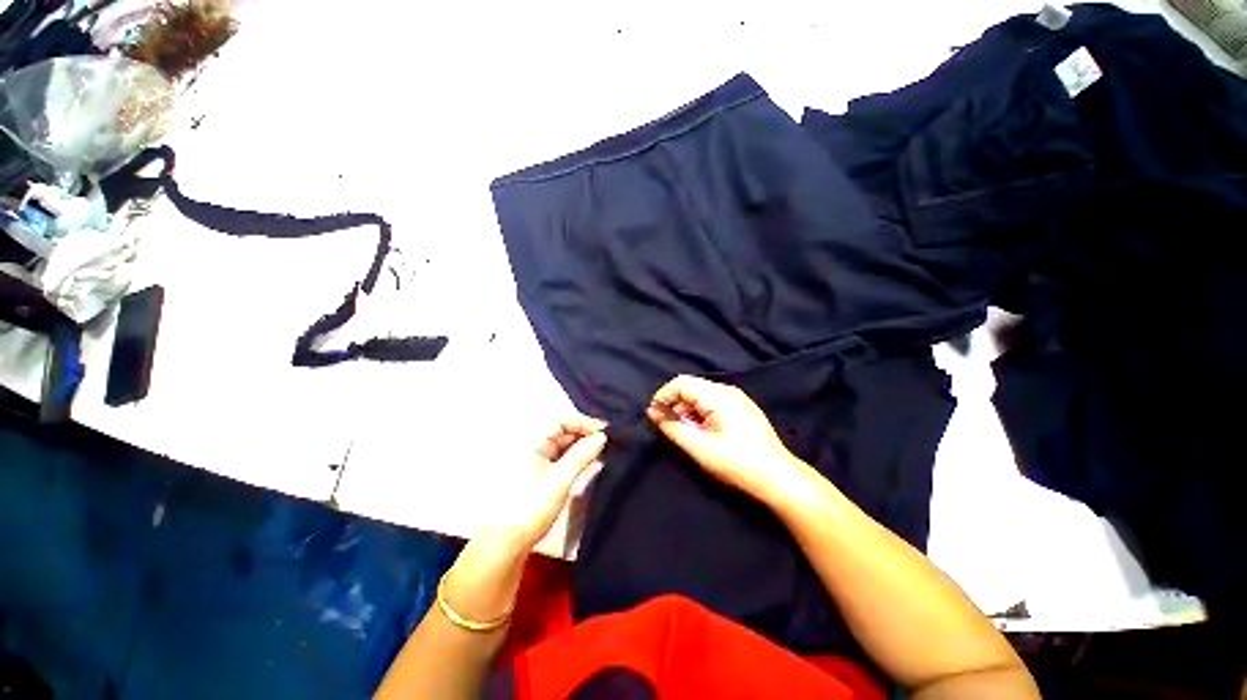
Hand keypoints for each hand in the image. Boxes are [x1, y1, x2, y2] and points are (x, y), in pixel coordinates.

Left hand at [485, 415, 607, 552]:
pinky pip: (563, 460)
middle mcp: (534, 448)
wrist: (508, 544)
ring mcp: (538, 463)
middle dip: (585, 434)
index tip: (604, 430)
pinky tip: (592, 463)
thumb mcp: (560, 480)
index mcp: (532, 443)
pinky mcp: (542, 477)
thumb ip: (581, 456)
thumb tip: (602, 436)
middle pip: (563, 433)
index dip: (583, 423)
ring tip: (604, 451)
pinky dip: (577, 459)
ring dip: (583, 447)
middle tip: (608, 441)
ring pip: (564, 447)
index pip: (561, 422)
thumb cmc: (531, 507)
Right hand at [647, 375, 799, 500]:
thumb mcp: (699, 447)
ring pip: (701, 395)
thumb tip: (653, 412)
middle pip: (691, 387)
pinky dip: (701, 413)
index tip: (654, 416)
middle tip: (670, 428)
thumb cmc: (736, 463)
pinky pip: (713, 402)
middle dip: (675, 404)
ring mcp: (737, 398)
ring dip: (688, 410)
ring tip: (687, 433)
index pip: (681, 382)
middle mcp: (728, 390)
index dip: (663, 396)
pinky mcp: (742, 408)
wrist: (778, 477)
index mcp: (718, 396)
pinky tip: (704, 432)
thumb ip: (672, 427)